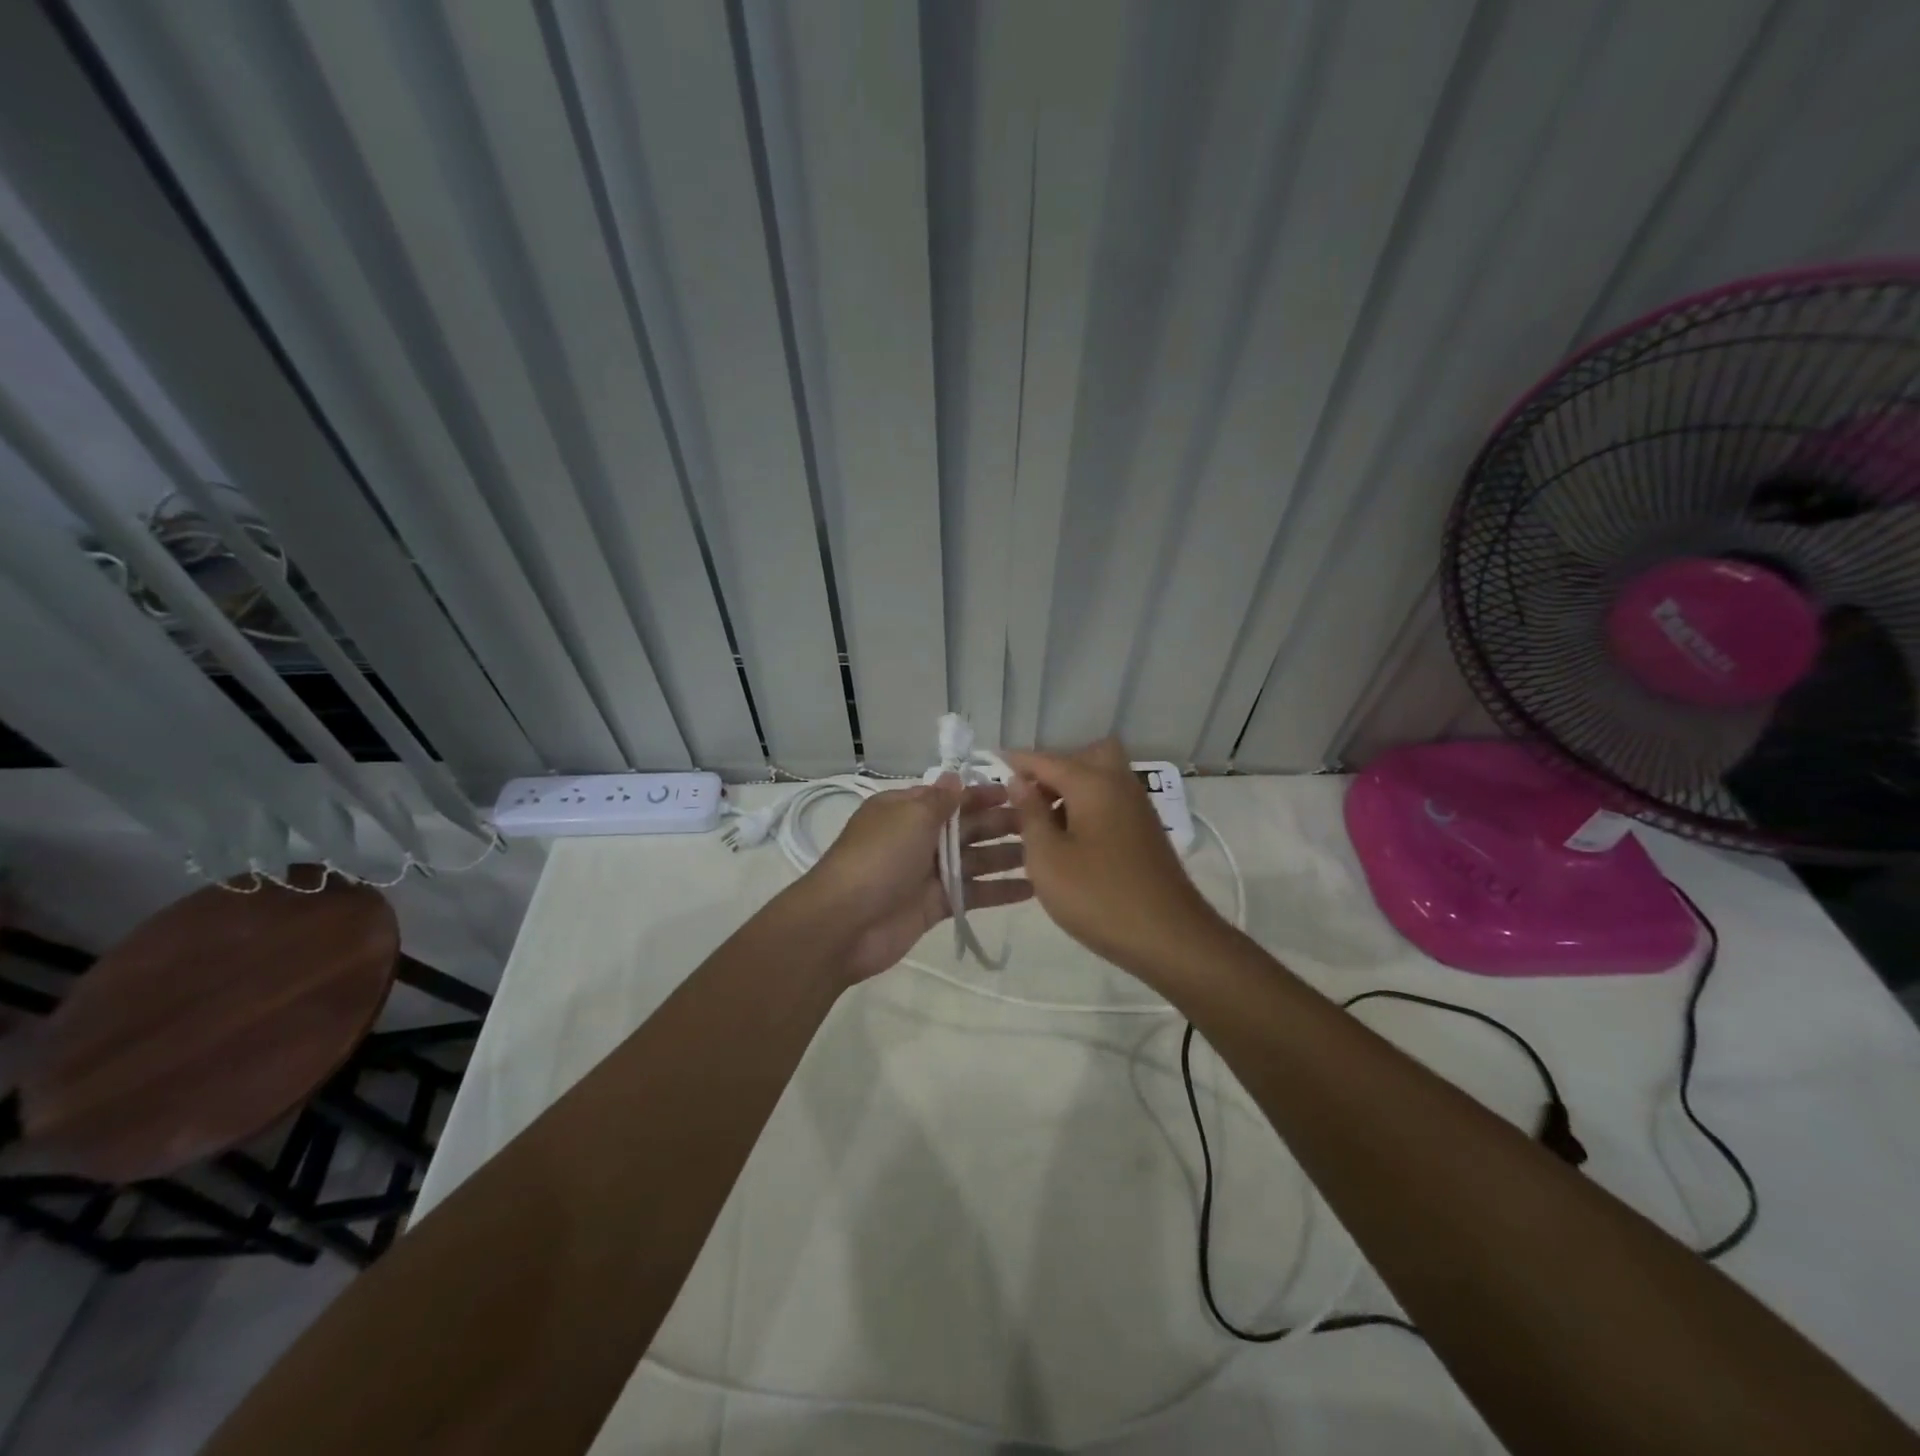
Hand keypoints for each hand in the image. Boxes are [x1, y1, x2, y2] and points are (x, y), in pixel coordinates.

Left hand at [803, 777, 1032, 982]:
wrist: (844, 923)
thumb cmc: (878, 859)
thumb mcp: (909, 817)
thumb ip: (940, 800)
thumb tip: (955, 777)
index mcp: (906, 810)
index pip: (952, 797)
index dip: (984, 794)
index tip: (1021, 793)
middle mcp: (919, 837)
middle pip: (968, 827)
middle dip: (1002, 824)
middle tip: (1045, 822)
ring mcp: (928, 873)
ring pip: (975, 859)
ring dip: (1007, 856)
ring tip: (1046, 853)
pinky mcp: (937, 905)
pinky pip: (974, 892)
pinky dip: (1000, 890)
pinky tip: (1033, 888)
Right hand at [1005, 739, 1227, 979]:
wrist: (1169, 938)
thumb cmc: (1098, 896)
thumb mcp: (1047, 857)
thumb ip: (1030, 814)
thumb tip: (1018, 781)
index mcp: (1093, 783)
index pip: (1047, 759)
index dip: (1017, 762)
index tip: (991, 764)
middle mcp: (1119, 784)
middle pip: (1086, 756)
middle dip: (1055, 768)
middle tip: (1030, 798)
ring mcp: (1138, 807)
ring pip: (1102, 778)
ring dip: (1072, 789)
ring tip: (1043, 824)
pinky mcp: (1146, 831)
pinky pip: (1112, 801)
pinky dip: (1089, 807)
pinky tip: (1071, 841)